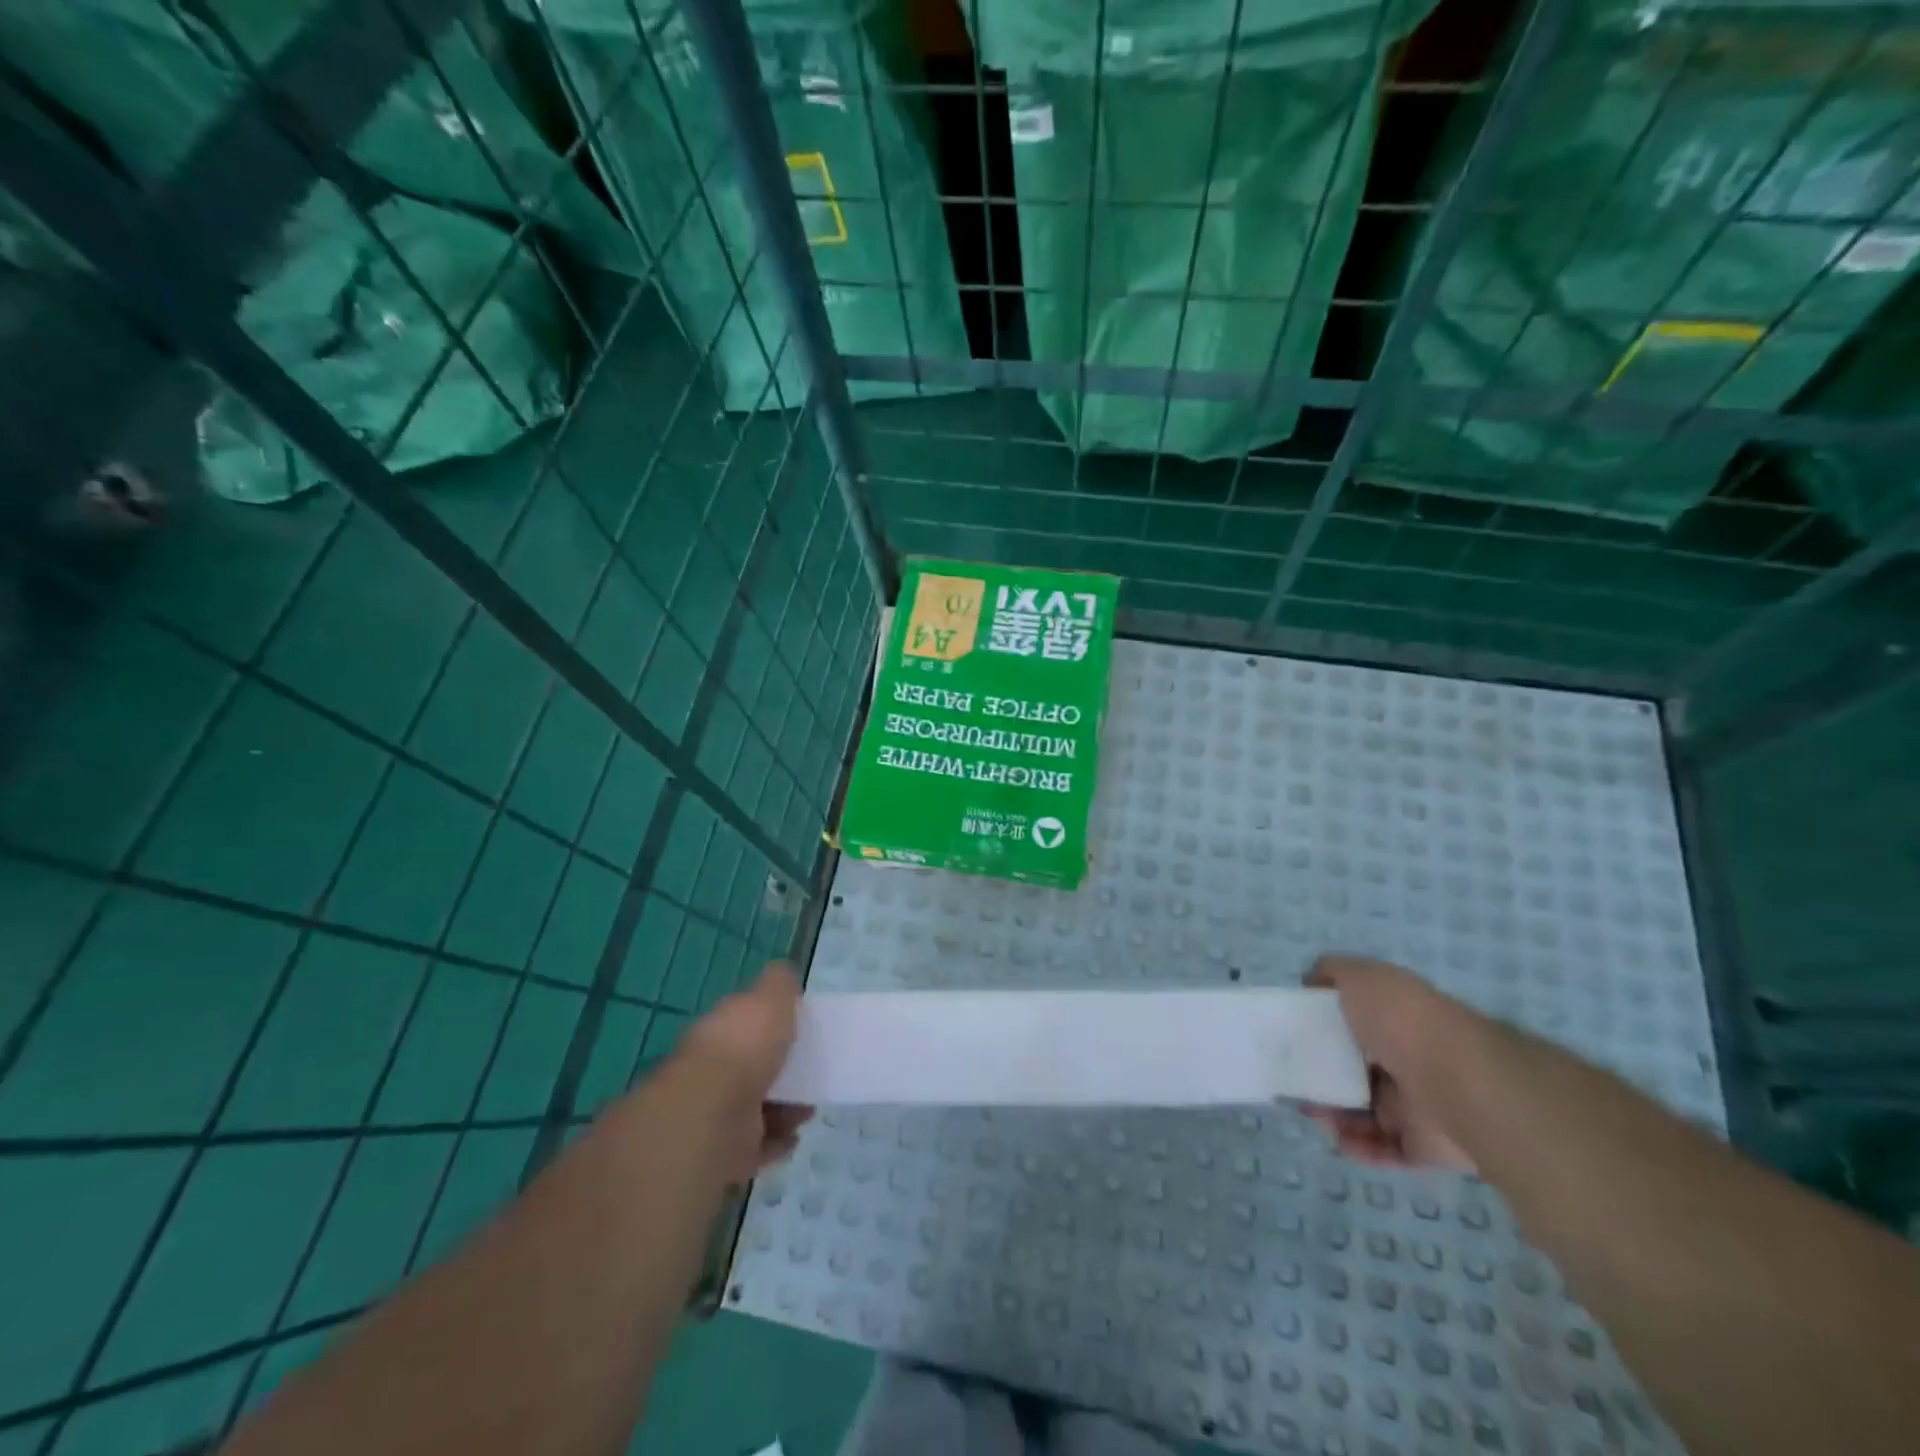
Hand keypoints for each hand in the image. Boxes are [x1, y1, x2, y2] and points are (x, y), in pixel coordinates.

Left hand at [675, 961, 812, 1181]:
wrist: (713, 1113)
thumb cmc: (745, 1046)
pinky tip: (792, 1139)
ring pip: (756, 1108)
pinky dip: (775, 1144)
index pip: (743, 1023)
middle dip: (782, 1072)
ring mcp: (714, 1112)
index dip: (769, 1024)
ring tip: (807, 1110)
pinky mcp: (722, 1151)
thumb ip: (779, 983)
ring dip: (785, 1108)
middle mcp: (712, 1069)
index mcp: (720, 1030)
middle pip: (751, 1067)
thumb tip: (784, 972)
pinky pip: (755, 1147)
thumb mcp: (770, 997)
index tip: (799, 1029)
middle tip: (810, 1073)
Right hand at [1305, 956, 1475, 1172]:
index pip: (1357, 1022)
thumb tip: (1310, 981)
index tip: (1296, 1036)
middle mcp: (1408, 1058)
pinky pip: (1383, 1149)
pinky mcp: (1423, 1145)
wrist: (1457, 1080)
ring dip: (1334, 1113)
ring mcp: (1417, 1103)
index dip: (1324, 1028)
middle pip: (1356, 1069)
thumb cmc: (1401, 1020)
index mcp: (1397, 1019)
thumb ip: (1331, 972)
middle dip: (1323, 1075)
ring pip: (1365, 1111)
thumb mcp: (1359, 975)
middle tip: (1296, 1079)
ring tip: (1312, 1112)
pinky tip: (1337, 1137)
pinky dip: (1357, 1145)